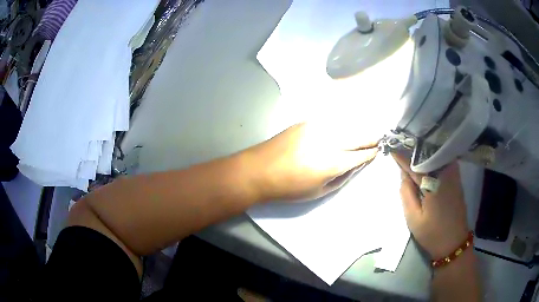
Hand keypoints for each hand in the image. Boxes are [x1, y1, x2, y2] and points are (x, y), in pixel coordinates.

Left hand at [246, 123, 378, 201]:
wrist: (259, 170)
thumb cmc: (289, 188)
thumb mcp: (319, 191)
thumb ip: (341, 177)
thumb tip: (354, 166)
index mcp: (332, 162)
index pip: (360, 154)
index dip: (371, 153)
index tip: (378, 150)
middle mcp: (328, 141)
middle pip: (357, 136)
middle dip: (370, 138)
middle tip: (378, 138)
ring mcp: (317, 128)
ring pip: (345, 125)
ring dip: (357, 129)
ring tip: (364, 133)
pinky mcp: (306, 122)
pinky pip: (330, 121)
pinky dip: (341, 124)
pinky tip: (344, 126)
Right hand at [392, 153, 468, 259]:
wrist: (454, 243)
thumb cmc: (432, 233)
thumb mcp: (413, 218)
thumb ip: (406, 194)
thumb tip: (403, 175)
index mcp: (434, 183)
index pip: (414, 166)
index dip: (402, 157)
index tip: (391, 147)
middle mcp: (446, 174)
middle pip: (428, 155)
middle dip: (414, 150)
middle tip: (401, 146)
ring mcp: (454, 175)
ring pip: (437, 156)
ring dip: (425, 153)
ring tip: (412, 151)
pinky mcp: (457, 179)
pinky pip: (444, 162)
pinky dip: (434, 158)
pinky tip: (427, 160)